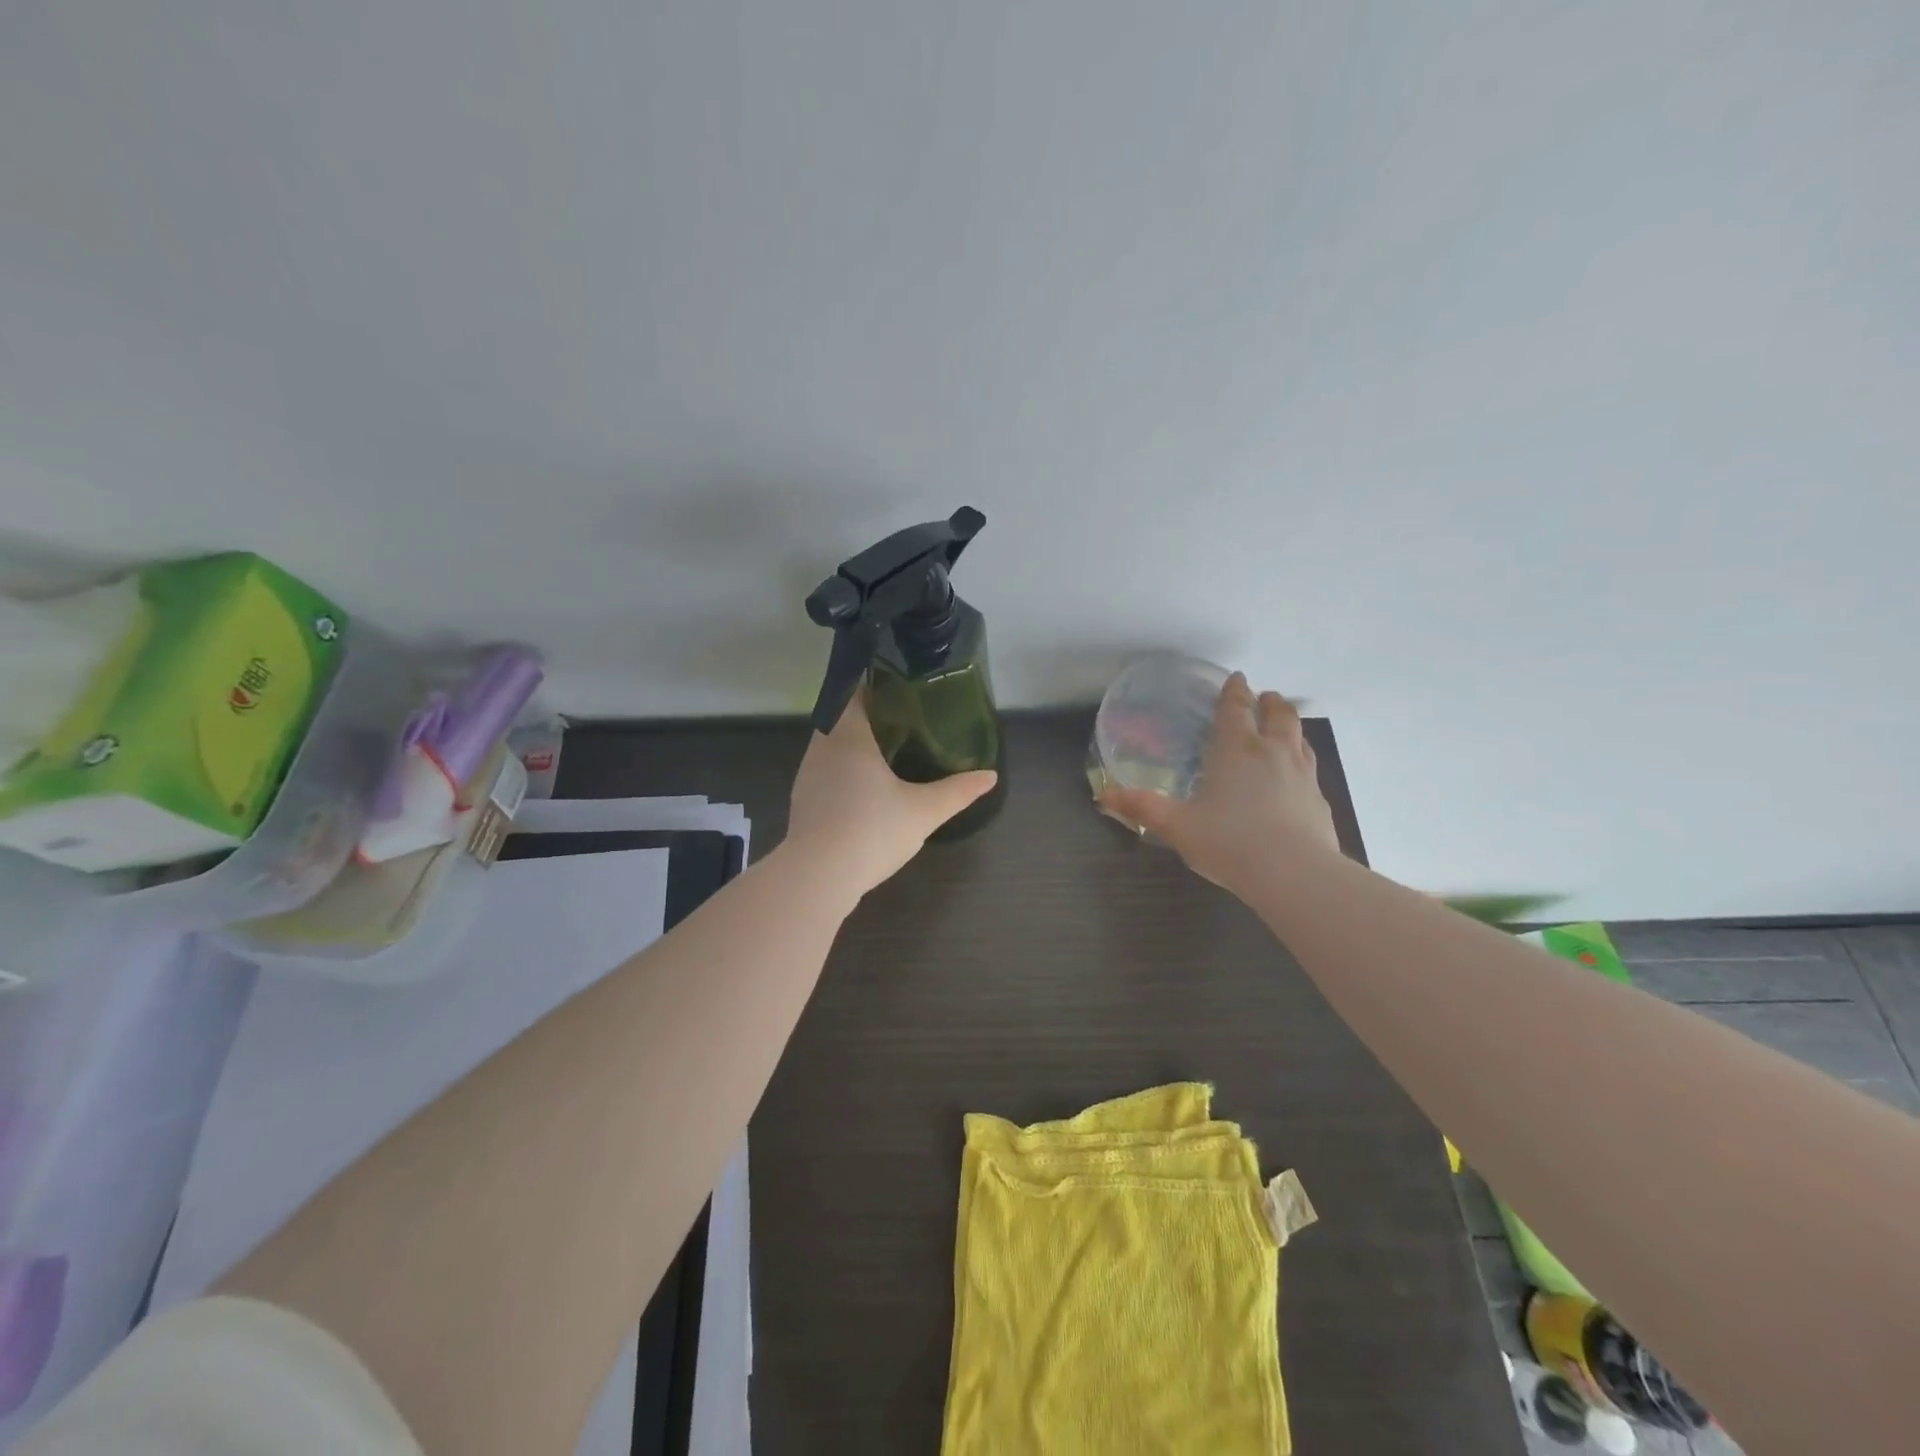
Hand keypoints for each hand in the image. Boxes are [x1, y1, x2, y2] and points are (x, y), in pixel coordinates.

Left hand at [786, 691, 998, 899]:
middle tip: (905, 723)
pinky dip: (843, 773)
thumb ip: (957, 791)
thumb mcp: (924, 811)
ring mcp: (807, 775)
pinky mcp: (802, 802)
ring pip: (831, 748)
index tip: (902, 692)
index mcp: (848, 735)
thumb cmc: (872, 830)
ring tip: (888, 754)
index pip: (855, 694)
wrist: (818, 877)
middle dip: (870, 719)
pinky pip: (825, 773)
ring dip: (855, 748)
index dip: (877, 688)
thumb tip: (990, 776)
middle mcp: (821, 747)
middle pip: (842, 719)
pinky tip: (865, 791)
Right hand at [1101, 672, 1338, 890]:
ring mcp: (1303, 775)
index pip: (1236, 708)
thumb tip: (1104, 797)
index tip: (1236, 679)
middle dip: (1270, 702)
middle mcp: (1273, 752)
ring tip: (1282, 729)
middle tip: (1264, 697)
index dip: (1235, 691)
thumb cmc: (1229, 841)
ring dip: (1290, 727)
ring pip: (1300, 738)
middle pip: (1280, 715)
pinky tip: (1295, 779)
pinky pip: (1310, 770)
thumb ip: (1143, 808)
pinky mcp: (1320, 801)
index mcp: (1237, 749)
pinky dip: (1301, 762)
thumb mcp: (1177, 826)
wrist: (1294, 873)